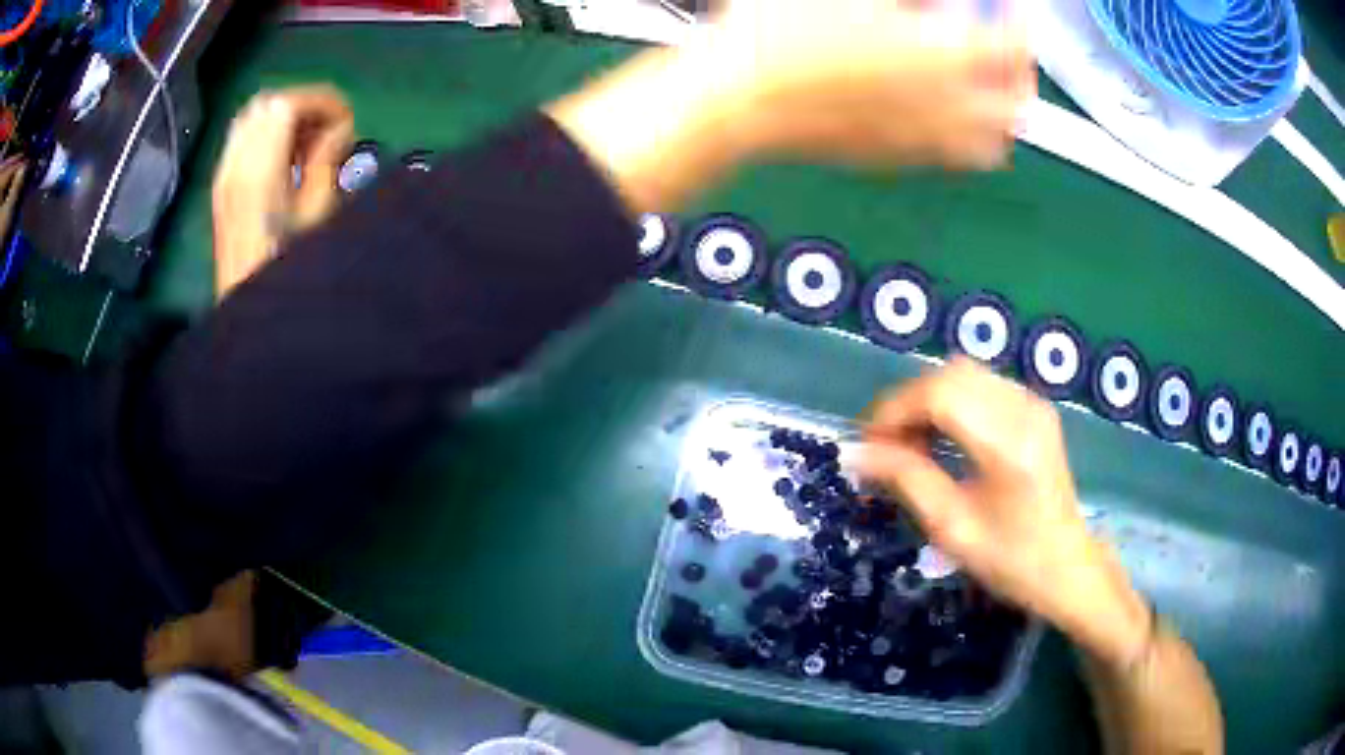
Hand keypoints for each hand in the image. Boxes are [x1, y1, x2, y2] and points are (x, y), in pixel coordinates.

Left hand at [211, 85, 353, 298]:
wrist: (243, 301)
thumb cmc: (284, 262)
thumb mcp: (315, 214)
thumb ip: (325, 162)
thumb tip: (338, 129)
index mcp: (259, 170)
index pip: (287, 104)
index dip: (321, 101)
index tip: (345, 118)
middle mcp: (235, 162)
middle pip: (268, 103)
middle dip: (303, 103)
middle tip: (327, 126)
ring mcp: (223, 172)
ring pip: (251, 115)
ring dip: (282, 115)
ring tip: (306, 140)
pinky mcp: (220, 182)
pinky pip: (241, 136)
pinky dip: (264, 131)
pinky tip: (282, 155)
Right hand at [547, 0, 1032, 212]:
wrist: (739, 99)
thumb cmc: (781, 32)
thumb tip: (935, 3)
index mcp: (942, 57)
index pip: (1015, 46)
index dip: (1023, 24)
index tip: (1017, 11)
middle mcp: (946, 106)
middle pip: (1017, 107)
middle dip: (1022, 77)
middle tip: (1008, 54)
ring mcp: (923, 140)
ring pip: (993, 143)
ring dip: (1002, 116)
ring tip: (989, 92)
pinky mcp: (894, 157)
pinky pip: (952, 157)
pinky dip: (967, 138)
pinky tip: (945, 113)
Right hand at [860, 359, 1150, 665]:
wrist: (1068, 567)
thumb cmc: (1011, 560)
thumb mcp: (952, 529)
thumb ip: (906, 480)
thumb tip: (855, 452)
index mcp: (1008, 444)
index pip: (939, 394)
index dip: (894, 411)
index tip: (867, 445)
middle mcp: (1024, 409)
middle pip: (950, 375)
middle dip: (907, 404)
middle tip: (885, 447)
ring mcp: (1033, 404)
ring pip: (963, 374)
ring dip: (927, 401)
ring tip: (910, 445)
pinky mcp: (1034, 408)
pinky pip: (981, 386)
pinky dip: (950, 403)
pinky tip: (942, 438)